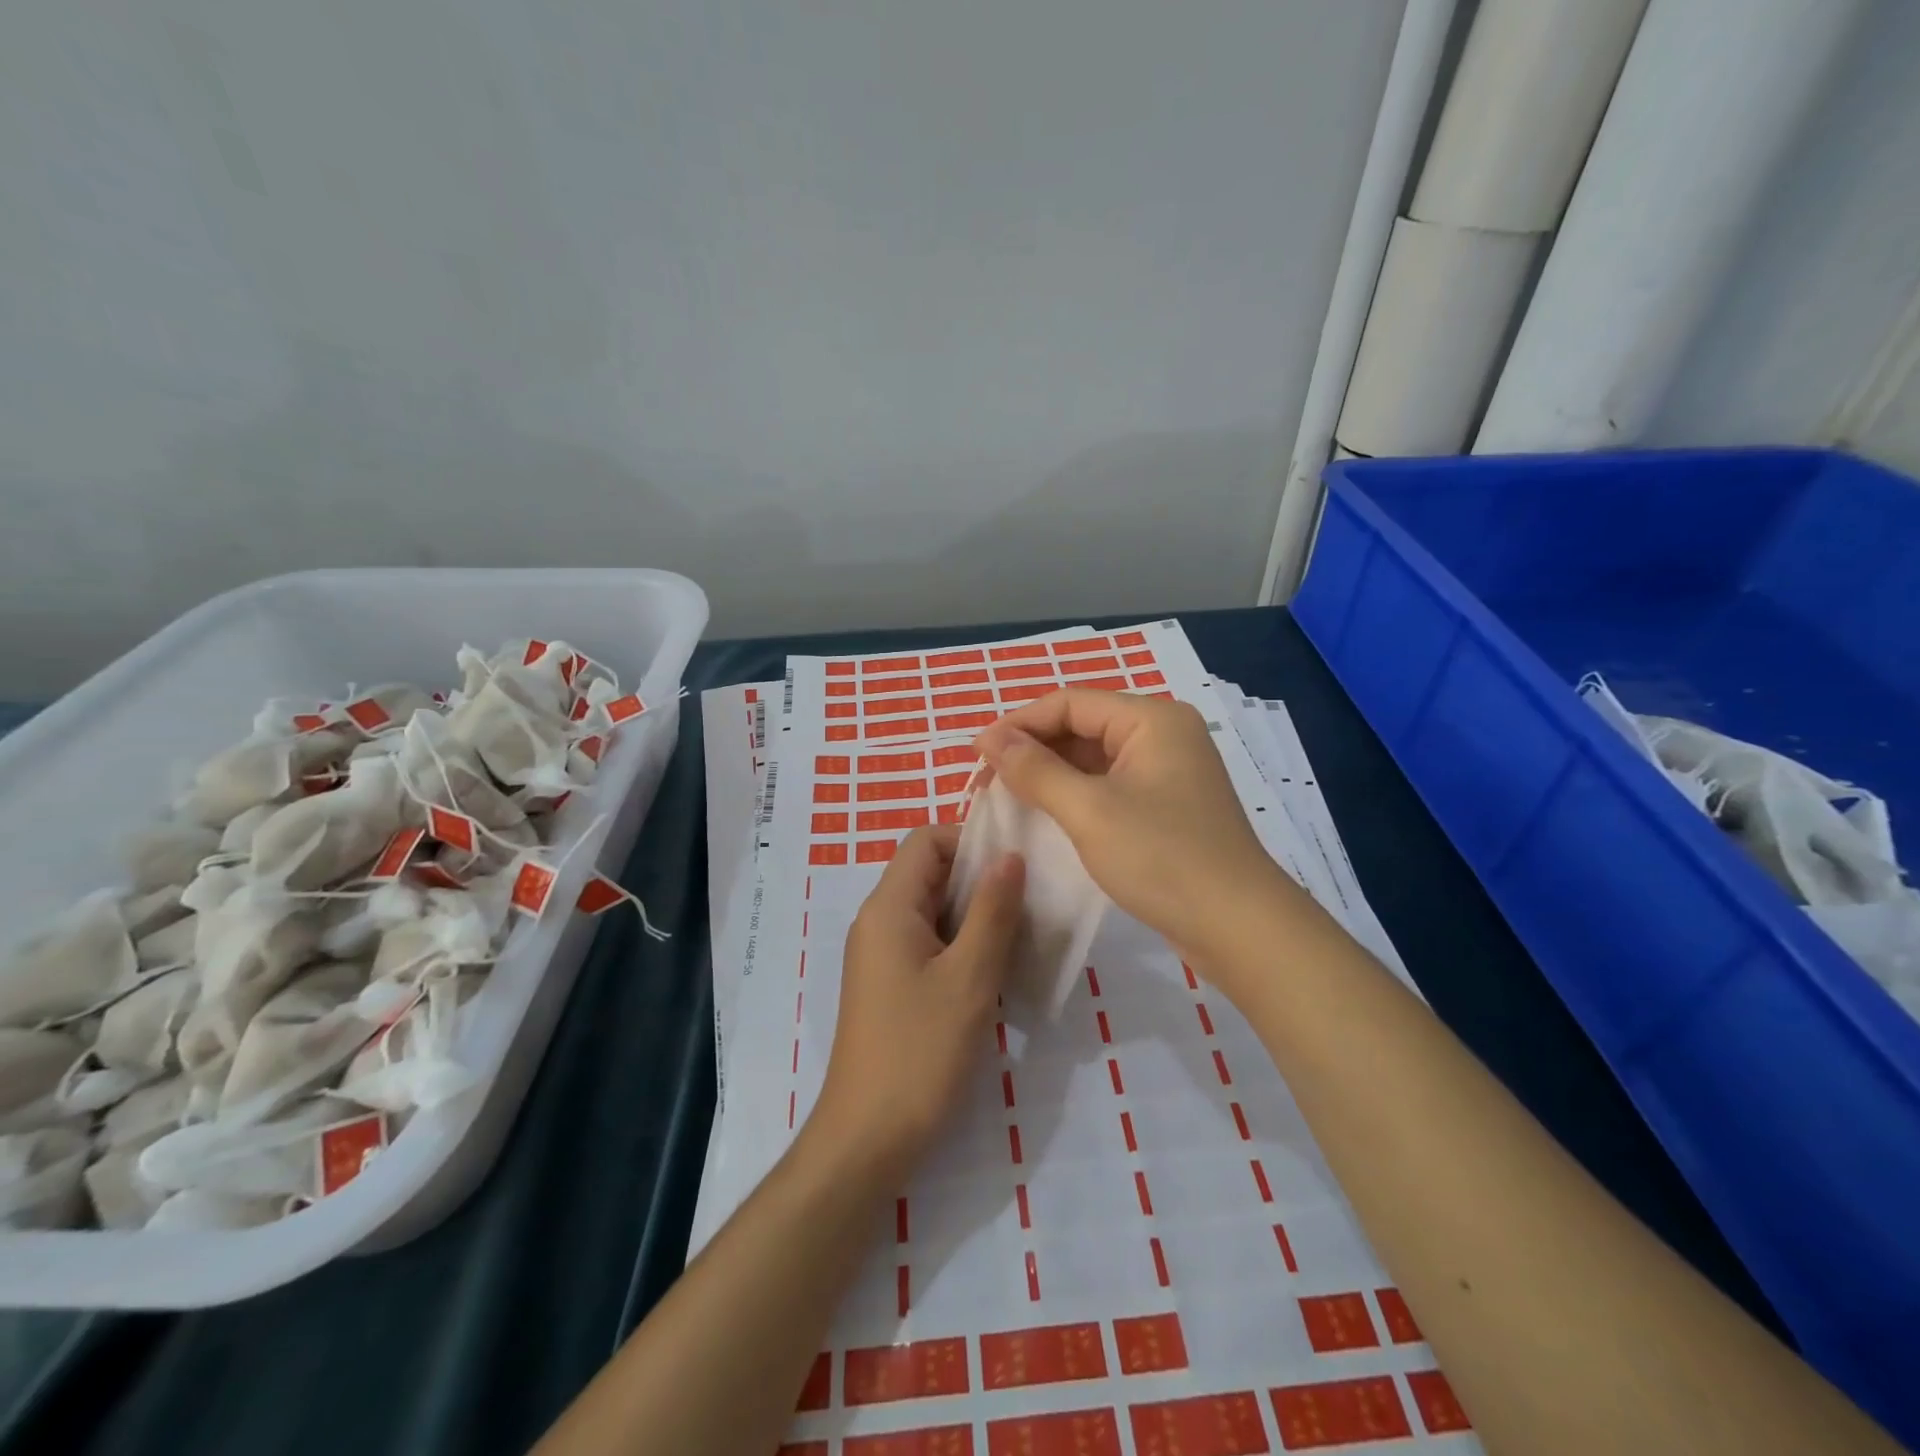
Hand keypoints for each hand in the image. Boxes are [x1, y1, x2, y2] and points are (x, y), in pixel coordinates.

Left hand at [809, 825, 1024, 1178]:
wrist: (869, 1138)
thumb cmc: (921, 1051)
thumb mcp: (970, 977)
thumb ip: (993, 911)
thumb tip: (1010, 856)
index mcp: (889, 908)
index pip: (926, 840)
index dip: (970, 841)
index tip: (1015, 867)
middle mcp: (878, 922)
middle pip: (930, 874)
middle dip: (980, 880)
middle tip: (1029, 904)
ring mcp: (881, 956)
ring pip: (934, 912)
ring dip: (976, 916)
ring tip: (1021, 938)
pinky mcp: (890, 986)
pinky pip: (929, 944)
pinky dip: (962, 946)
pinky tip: (996, 973)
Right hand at [977, 689, 1300, 967]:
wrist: (1239, 927)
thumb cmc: (1162, 858)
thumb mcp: (1089, 810)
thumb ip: (1035, 769)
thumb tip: (989, 739)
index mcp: (1152, 719)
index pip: (1070, 703)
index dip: (1018, 724)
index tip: (976, 754)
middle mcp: (1163, 734)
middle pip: (1082, 727)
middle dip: (1032, 749)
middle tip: (986, 780)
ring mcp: (1168, 771)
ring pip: (1094, 758)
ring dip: (1051, 773)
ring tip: (1008, 795)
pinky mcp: (1167, 805)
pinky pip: (1110, 785)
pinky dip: (1075, 794)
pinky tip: (1047, 814)